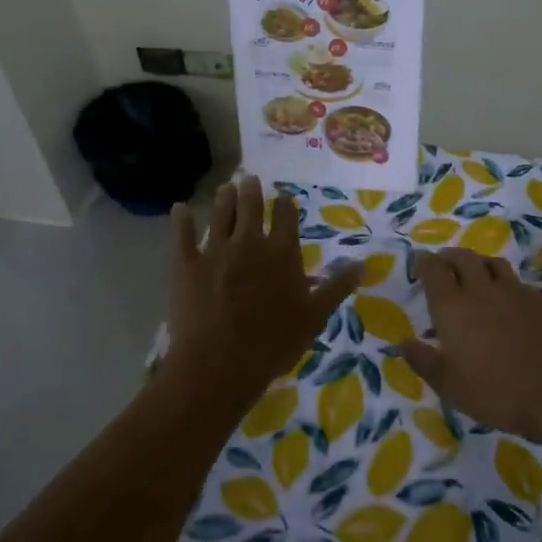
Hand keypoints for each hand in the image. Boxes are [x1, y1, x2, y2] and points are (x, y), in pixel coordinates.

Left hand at [163, 175, 361, 406]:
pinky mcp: (186, 264)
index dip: (285, 203)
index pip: (285, 215)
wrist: (219, 363)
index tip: (283, 197)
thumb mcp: (314, 316)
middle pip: (250, 206)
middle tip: (249, 178)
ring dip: (223, 197)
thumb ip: (337, 287)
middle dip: (251, 190)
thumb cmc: (273, 342)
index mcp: (281, 251)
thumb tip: (362, 264)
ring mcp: (215, 250)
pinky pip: (182, 235)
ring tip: (226, 186)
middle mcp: (249, 242)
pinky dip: (181, 220)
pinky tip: (180, 208)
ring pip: (219, 214)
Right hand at [400, 249, 541, 445]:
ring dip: (478, 264)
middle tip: (444, 266)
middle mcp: (481, 289)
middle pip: (462, 257)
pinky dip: (504, 284)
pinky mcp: (540, 300)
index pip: (433, 269)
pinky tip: (507, 302)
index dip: (425, 263)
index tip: (421, 264)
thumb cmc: (495, 392)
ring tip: (474, 276)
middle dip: (449, 257)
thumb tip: (403, 344)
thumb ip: (423, 361)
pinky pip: (516, 282)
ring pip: (492, 263)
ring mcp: (514, 291)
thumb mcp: (449, 385)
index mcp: (452, 306)